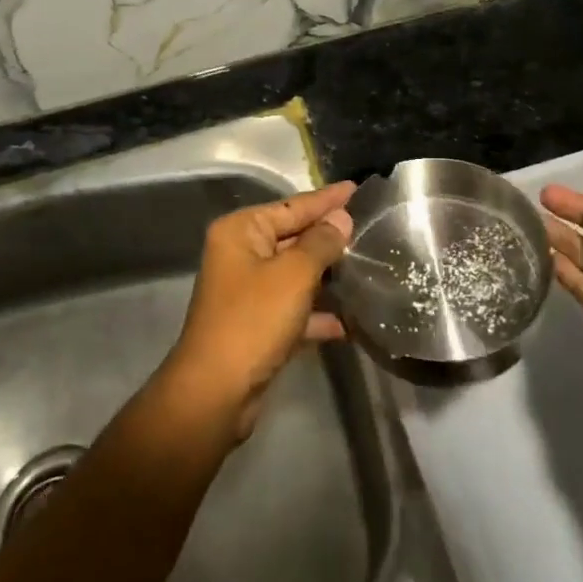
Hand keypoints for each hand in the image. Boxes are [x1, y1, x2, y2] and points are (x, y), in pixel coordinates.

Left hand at [164, 180, 355, 440]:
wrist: (216, 393)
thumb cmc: (254, 320)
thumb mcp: (294, 275)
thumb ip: (321, 243)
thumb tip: (340, 218)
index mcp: (241, 231)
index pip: (292, 206)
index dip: (326, 199)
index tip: (355, 188)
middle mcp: (240, 254)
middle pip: (292, 237)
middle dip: (327, 236)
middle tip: (367, 226)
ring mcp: (247, 291)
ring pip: (294, 273)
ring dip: (325, 274)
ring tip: (364, 267)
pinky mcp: (256, 325)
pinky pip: (293, 308)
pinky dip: (316, 313)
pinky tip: (347, 322)